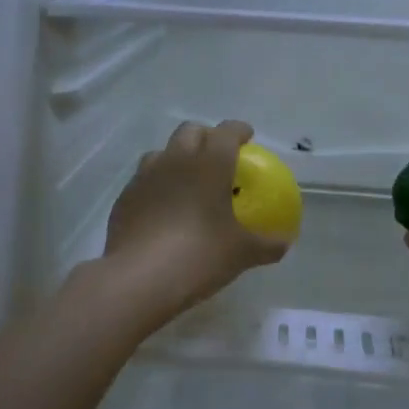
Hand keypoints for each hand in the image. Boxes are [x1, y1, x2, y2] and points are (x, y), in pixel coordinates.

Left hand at [98, 121, 289, 330]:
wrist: (139, 278)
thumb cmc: (199, 255)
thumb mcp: (242, 254)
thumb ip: (267, 245)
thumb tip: (284, 243)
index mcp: (209, 164)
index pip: (226, 132)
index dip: (239, 131)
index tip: (247, 137)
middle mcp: (175, 161)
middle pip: (190, 132)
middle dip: (206, 137)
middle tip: (218, 156)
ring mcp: (144, 178)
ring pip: (161, 153)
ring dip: (176, 159)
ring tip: (187, 181)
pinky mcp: (124, 200)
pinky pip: (143, 182)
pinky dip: (156, 187)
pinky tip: (163, 210)